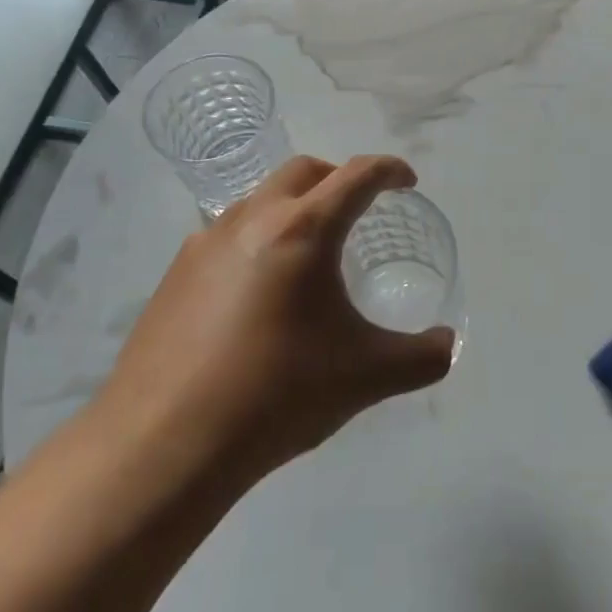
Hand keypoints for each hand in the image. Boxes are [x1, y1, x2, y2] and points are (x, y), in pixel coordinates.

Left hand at [100, 155, 455, 490]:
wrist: (164, 441)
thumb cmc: (278, 395)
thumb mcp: (366, 377)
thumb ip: (422, 357)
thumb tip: (448, 344)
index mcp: (303, 230)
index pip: (356, 176)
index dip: (389, 171)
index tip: (406, 181)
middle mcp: (250, 221)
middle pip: (303, 172)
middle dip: (339, 177)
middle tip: (360, 208)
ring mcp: (204, 244)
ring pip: (259, 200)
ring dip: (294, 208)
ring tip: (310, 254)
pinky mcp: (174, 275)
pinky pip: (227, 236)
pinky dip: (258, 240)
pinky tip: (260, 294)